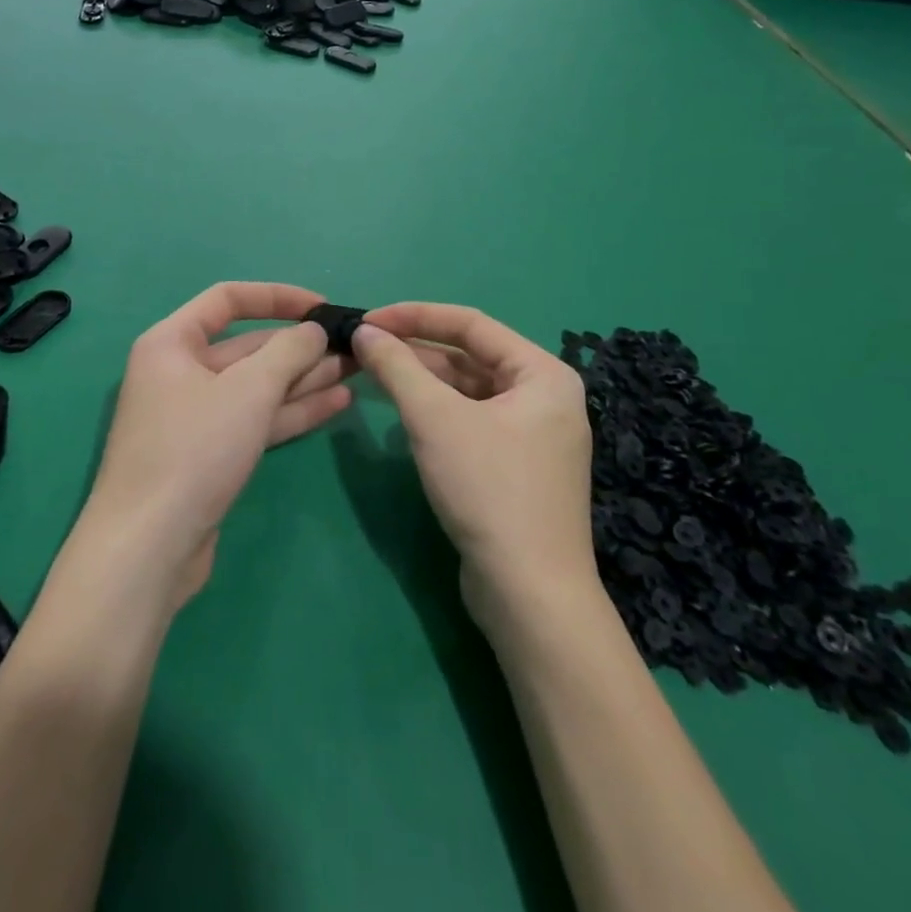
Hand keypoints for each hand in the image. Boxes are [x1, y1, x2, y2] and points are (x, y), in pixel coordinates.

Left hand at [83, 283, 353, 607]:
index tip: (322, 307)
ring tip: (356, 372)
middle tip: (353, 348)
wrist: (149, 547)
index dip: (278, 297)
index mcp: (171, 342)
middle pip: (247, 346)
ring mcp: (194, 416)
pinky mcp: (209, 454)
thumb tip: (314, 330)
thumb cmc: (194, 450)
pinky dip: (291, 411)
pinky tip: (336, 404)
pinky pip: (255, 419)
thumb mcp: (248, 391)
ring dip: (304, 379)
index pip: (228, 299)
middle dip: (300, 346)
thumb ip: (288, 352)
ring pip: (256, 386)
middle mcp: (179, 372)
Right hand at [352, 304, 593, 610]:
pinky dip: (437, 411)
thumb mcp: (434, 419)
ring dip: (423, 380)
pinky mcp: (517, 467)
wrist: (529, 595)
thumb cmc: (488, 489)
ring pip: (468, 390)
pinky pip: (471, 420)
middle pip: (471, 356)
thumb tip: (365, 331)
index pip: (471, 324)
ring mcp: (534, 435)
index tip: (369, 319)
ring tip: (374, 374)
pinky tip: (403, 413)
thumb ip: (397, 367)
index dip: (415, 316)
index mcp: (542, 373)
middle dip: (416, 350)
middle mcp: (545, 397)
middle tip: (366, 348)